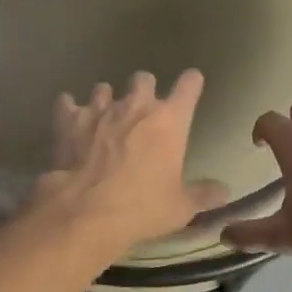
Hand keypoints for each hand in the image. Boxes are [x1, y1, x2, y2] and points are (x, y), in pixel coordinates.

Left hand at [27, 70, 228, 256]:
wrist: (87, 212)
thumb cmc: (142, 207)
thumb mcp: (180, 207)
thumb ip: (203, 195)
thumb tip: (223, 191)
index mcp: (170, 121)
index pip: (188, 86)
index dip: (191, 83)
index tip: (192, 83)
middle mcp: (136, 106)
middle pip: (144, 79)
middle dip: (145, 89)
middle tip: (143, 109)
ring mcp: (100, 110)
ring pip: (104, 89)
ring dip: (107, 99)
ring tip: (105, 115)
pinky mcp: (69, 121)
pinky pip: (67, 104)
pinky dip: (69, 109)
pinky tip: (69, 116)